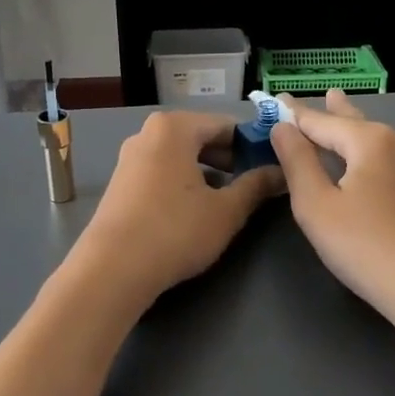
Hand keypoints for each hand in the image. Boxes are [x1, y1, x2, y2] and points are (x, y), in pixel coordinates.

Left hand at [68, 111, 284, 307]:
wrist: (112, 269)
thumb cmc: (175, 231)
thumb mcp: (226, 211)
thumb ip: (256, 186)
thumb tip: (282, 173)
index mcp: (174, 127)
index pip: (227, 125)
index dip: (254, 145)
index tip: (274, 166)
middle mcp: (148, 133)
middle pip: (201, 137)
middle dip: (230, 158)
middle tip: (255, 184)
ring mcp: (130, 158)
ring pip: (181, 156)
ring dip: (207, 172)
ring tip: (228, 198)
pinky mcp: (120, 183)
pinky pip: (162, 171)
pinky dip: (183, 182)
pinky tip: (195, 209)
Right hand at [270, 91, 394, 343]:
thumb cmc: (367, 246)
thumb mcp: (317, 206)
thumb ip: (297, 162)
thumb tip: (283, 127)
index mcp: (369, 141)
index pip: (320, 120)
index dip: (294, 112)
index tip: (274, 98)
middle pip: (355, 123)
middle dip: (333, 111)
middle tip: (323, 93)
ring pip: (373, 142)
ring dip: (352, 130)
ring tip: (341, 112)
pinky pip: (385, 162)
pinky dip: (365, 153)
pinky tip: (364, 161)